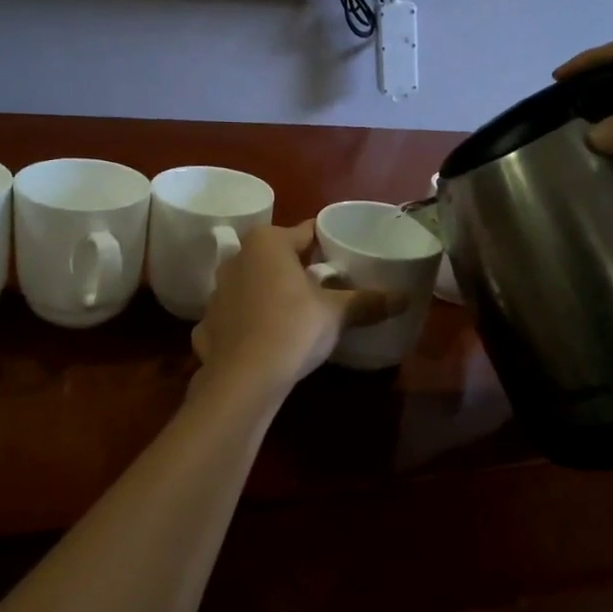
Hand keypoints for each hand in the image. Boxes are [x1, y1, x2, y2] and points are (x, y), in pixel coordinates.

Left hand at [191, 222, 403, 392]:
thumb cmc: (292, 329)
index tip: (347, 257)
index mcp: (268, 242)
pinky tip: (269, 338)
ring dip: (274, 293)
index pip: (308, 232)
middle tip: (329, 286)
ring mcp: (218, 291)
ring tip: (300, 313)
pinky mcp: (208, 323)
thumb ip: (368, 302)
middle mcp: (238, 257)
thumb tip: (404, 298)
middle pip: (279, 256)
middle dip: (301, 269)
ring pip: (255, 283)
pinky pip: (239, 314)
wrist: (242, 379)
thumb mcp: (336, 314)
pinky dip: (253, 321)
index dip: (330, 243)